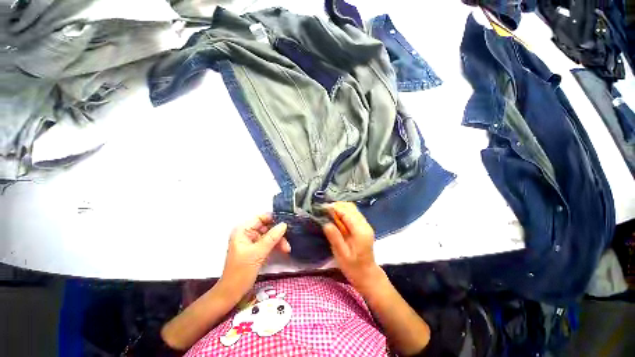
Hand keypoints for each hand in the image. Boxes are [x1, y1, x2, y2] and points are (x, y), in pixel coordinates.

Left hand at [220, 214, 289, 298]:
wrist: (231, 294)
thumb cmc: (240, 272)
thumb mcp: (257, 253)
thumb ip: (271, 238)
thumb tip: (284, 224)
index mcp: (243, 230)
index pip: (260, 217)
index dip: (273, 219)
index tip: (286, 223)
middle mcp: (247, 233)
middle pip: (266, 226)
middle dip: (278, 233)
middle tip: (288, 240)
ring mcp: (251, 242)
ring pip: (269, 235)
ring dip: (278, 241)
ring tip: (287, 249)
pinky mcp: (255, 250)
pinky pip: (268, 243)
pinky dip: (275, 246)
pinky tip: (283, 250)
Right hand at [322, 202, 382, 293]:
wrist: (367, 275)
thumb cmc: (353, 268)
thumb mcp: (342, 255)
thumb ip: (335, 238)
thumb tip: (326, 223)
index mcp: (360, 231)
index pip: (347, 213)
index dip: (335, 208)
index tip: (322, 207)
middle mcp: (365, 224)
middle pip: (351, 207)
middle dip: (337, 206)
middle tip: (324, 210)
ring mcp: (365, 224)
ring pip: (352, 208)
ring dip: (340, 207)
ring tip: (328, 212)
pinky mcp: (363, 226)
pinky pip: (353, 213)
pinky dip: (344, 211)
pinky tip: (336, 217)